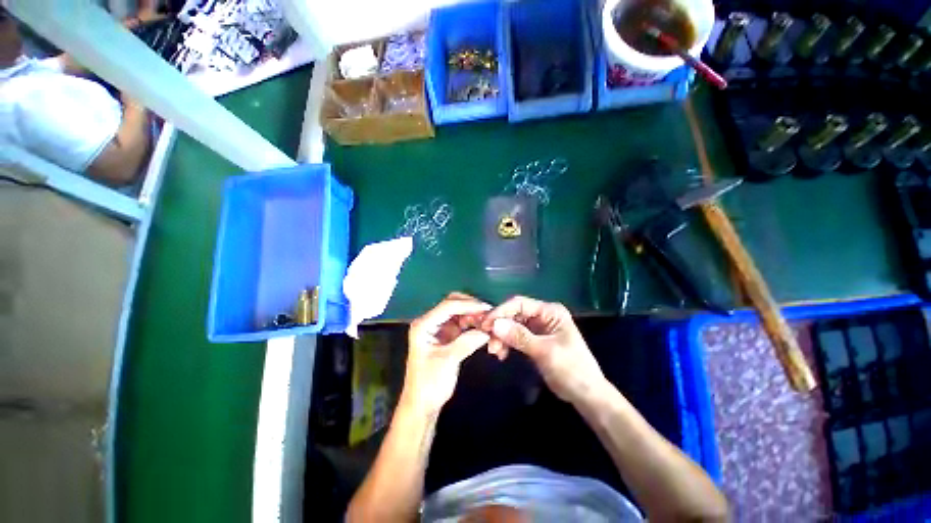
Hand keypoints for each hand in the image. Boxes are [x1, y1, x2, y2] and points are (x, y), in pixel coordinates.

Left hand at [400, 293, 490, 416]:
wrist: (422, 405)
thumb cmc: (429, 384)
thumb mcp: (448, 361)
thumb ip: (467, 342)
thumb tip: (487, 331)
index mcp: (424, 325)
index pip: (448, 306)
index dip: (469, 305)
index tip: (488, 309)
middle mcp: (431, 322)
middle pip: (453, 304)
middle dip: (471, 307)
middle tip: (488, 316)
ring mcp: (439, 328)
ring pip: (460, 313)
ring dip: (474, 316)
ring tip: (488, 325)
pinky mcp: (447, 336)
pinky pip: (463, 324)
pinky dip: (473, 325)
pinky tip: (483, 331)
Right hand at [482, 296, 606, 404]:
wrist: (586, 395)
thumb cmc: (571, 370)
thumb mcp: (545, 352)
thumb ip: (520, 337)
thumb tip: (495, 325)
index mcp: (550, 311)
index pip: (520, 304)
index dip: (501, 312)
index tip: (485, 325)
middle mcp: (543, 315)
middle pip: (513, 314)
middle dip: (500, 327)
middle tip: (489, 343)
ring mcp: (538, 327)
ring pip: (512, 325)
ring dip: (501, 336)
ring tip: (495, 352)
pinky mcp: (534, 339)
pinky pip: (514, 336)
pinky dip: (506, 343)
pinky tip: (501, 354)